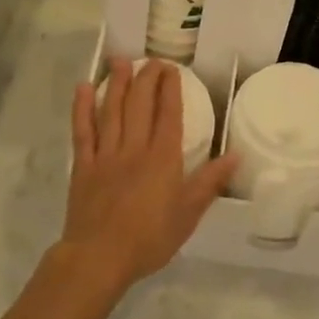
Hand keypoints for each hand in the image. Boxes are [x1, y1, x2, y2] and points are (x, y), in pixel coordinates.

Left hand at [65, 59, 235, 289]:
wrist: (99, 258)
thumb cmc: (149, 239)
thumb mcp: (188, 215)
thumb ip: (210, 182)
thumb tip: (236, 155)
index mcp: (163, 158)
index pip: (169, 114)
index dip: (170, 89)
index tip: (172, 69)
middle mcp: (135, 148)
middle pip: (141, 105)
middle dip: (147, 78)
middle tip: (152, 60)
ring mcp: (106, 154)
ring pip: (112, 111)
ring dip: (117, 83)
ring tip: (121, 61)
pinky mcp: (83, 166)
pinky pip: (83, 131)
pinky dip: (82, 108)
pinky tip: (83, 88)